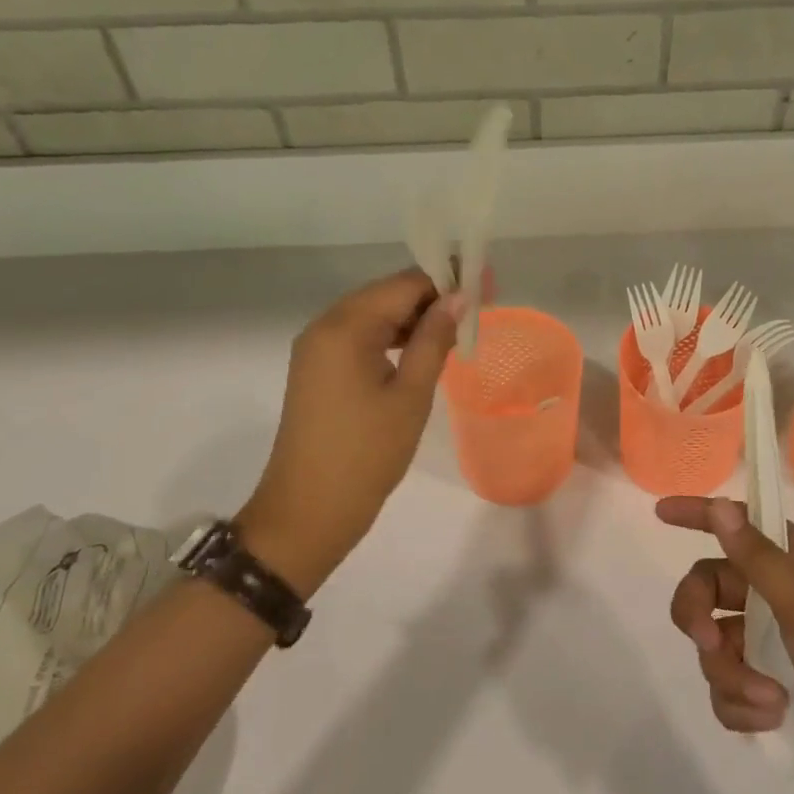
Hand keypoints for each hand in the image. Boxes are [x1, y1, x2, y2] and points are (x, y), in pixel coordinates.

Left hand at [235, 268, 466, 595]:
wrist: (307, 513)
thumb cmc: (366, 454)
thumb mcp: (411, 395)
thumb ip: (435, 339)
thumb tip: (459, 297)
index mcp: (345, 327)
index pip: (404, 284)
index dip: (447, 280)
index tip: (486, 286)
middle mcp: (325, 326)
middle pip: (387, 294)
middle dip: (432, 297)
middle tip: (478, 309)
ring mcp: (317, 348)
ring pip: (374, 315)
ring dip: (414, 318)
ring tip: (457, 329)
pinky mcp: (317, 369)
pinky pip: (360, 337)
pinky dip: (392, 338)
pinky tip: (421, 350)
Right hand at [659, 494, 793, 793]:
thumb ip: (758, 557)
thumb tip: (721, 503)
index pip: (739, 526)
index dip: (701, 515)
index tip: (661, 514)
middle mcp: (778, 601)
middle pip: (709, 587)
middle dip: (697, 612)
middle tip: (704, 638)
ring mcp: (773, 650)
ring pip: (713, 646)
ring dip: (730, 673)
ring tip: (767, 698)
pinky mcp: (770, 695)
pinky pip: (727, 691)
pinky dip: (742, 706)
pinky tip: (772, 718)